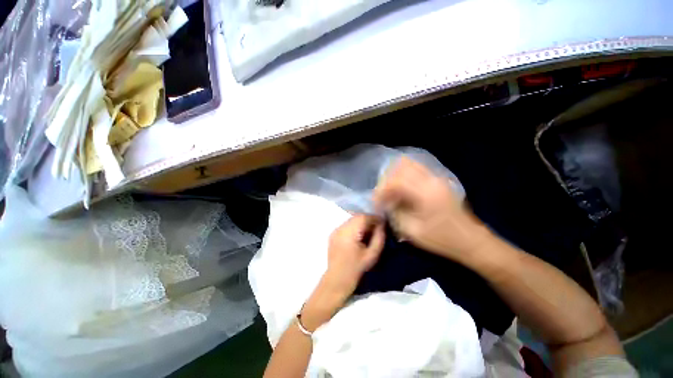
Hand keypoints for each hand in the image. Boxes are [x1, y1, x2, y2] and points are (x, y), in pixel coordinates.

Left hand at [302, 214, 384, 330]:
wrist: (336, 280)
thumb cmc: (356, 269)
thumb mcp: (372, 255)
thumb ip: (379, 237)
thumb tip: (382, 225)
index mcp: (350, 232)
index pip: (363, 217)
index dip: (374, 218)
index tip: (383, 223)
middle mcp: (341, 228)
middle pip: (357, 217)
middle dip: (368, 220)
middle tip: (377, 227)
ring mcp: (335, 230)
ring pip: (351, 220)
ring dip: (361, 222)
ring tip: (368, 232)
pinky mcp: (333, 234)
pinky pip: (346, 225)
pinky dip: (354, 226)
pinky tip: (358, 235)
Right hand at [373, 157, 491, 261]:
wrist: (471, 241)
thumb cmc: (441, 239)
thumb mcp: (412, 231)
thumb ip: (394, 212)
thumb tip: (385, 202)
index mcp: (425, 193)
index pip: (395, 181)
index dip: (381, 190)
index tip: (376, 202)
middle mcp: (431, 180)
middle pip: (401, 166)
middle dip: (387, 180)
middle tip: (382, 195)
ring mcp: (437, 178)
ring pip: (409, 164)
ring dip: (396, 175)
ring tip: (391, 191)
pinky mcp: (439, 180)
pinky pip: (417, 169)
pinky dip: (405, 175)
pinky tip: (402, 188)